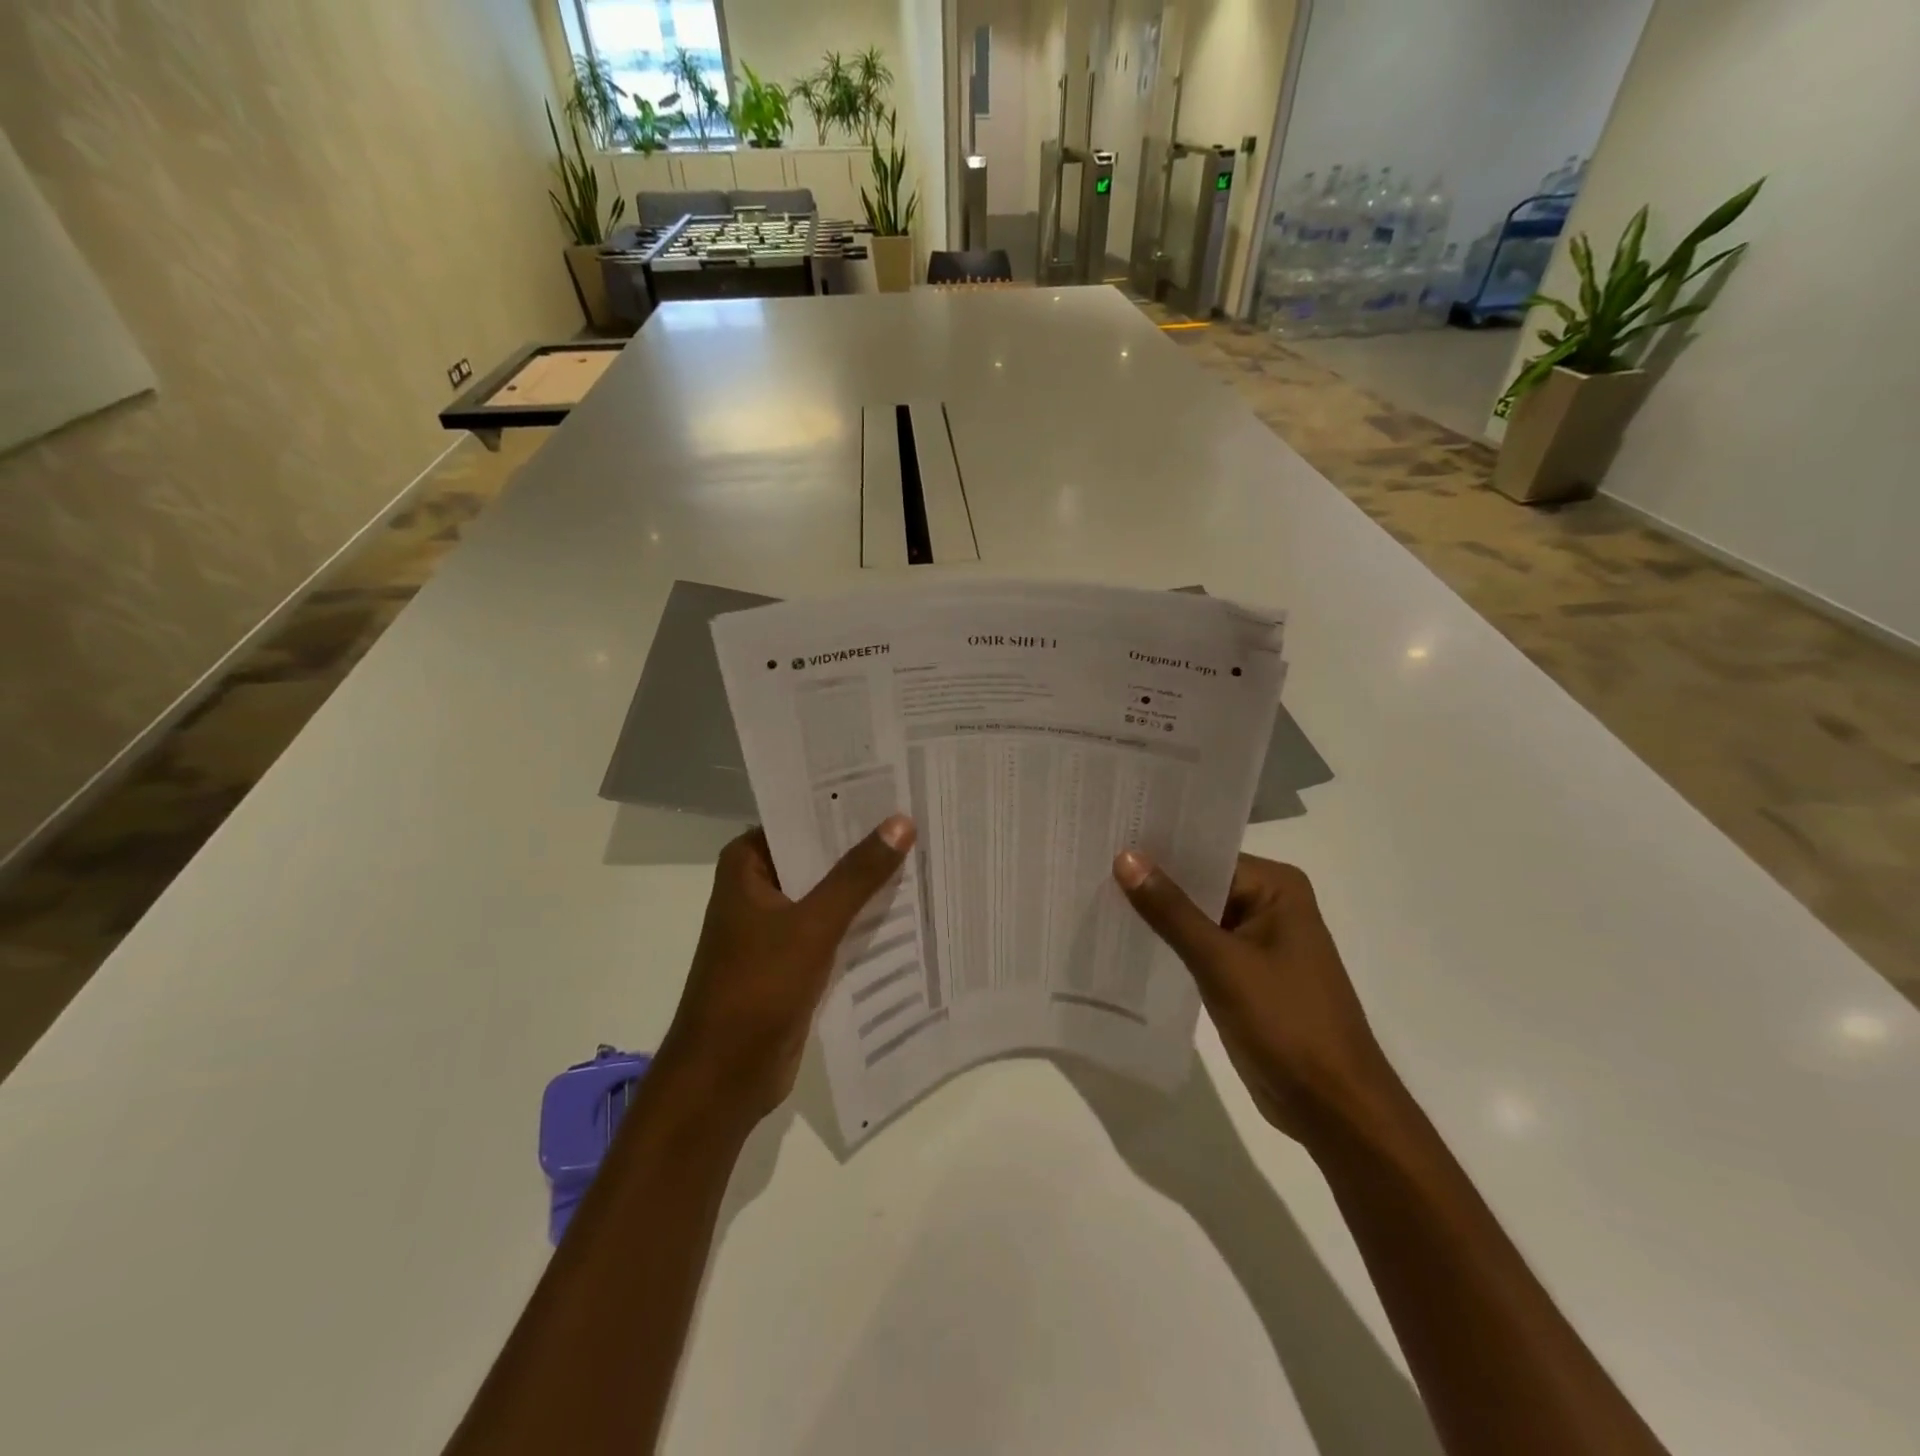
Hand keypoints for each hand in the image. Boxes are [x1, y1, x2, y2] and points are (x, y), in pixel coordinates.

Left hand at [658, 817, 914, 1125]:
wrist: (724, 1077)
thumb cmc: (756, 988)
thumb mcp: (812, 924)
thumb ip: (857, 875)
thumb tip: (901, 822)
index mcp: (747, 864)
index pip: (801, 817)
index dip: (845, 804)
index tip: (894, 786)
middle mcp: (760, 886)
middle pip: (819, 855)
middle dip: (864, 844)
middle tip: (921, 817)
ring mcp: (777, 925)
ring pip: (830, 892)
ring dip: (868, 884)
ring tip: (926, 854)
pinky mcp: (795, 959)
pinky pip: (835, 927)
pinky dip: (863, 919)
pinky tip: (909, 907)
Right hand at [1112, 851, 1395, 1141]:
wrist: (1332, 1107)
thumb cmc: (1287, 1023)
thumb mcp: (1222, 963)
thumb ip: (1171, 911)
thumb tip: (1126, 858)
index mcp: (1276, 887)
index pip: (1206, 854)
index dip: (1158, 850)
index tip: (1108, 839)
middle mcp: (1269, 904)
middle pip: (1200, 883)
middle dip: (1152, 881)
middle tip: (1091, 865)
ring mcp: (1258, 941)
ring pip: (1196, 916)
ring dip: (1158, 914)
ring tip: (1096, 896)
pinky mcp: (1245, 974)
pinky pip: (1200, 946)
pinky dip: (1170, 944)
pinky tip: (1126, 939)